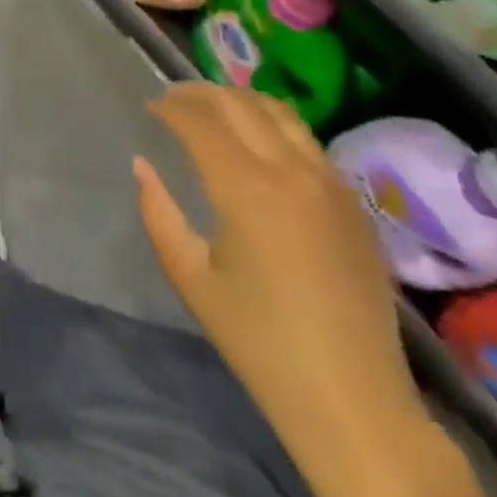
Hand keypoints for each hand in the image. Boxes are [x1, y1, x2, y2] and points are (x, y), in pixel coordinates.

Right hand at [134, 85, 420, 438]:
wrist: (354, 402)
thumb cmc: (260, 342)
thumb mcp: (191, 278)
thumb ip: (158, 213)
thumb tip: (142, 165)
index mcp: (246, 188)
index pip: (199, 121)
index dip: (170, 107)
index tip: (150, 108)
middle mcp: (290, 170)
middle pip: (239, 103)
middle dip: (200, 94)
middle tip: (174, 101)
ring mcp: (329, 183)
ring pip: (279, 112)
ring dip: (240, 100)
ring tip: (214, 110)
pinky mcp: (353, 203)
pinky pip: (307, 140)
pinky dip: (274, 124)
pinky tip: (259, 143)